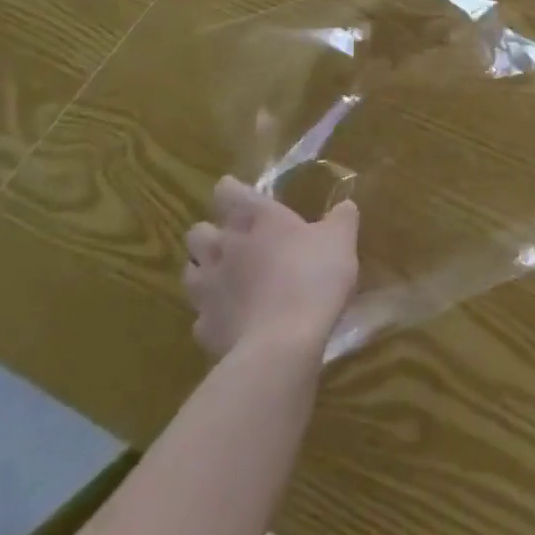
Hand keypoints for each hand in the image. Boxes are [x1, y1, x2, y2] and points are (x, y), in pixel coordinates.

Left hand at [183, 176, 359, 357]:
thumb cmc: (314, 276)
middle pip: (197, 231)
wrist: (283, 344)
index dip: (232, 191)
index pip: (227, 191)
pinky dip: (214, 315)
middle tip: (234, 240)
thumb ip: (341, 218)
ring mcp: (208, 289)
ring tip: (226, 278)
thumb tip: (344, 206)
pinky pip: (201, 316)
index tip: (242, 197)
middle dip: (210, 233)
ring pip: (190, 271)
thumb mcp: (341, 239)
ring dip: (204, 271)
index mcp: (255, 218)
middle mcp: (224, 247)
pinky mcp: (203, 328)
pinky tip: (234, 320)